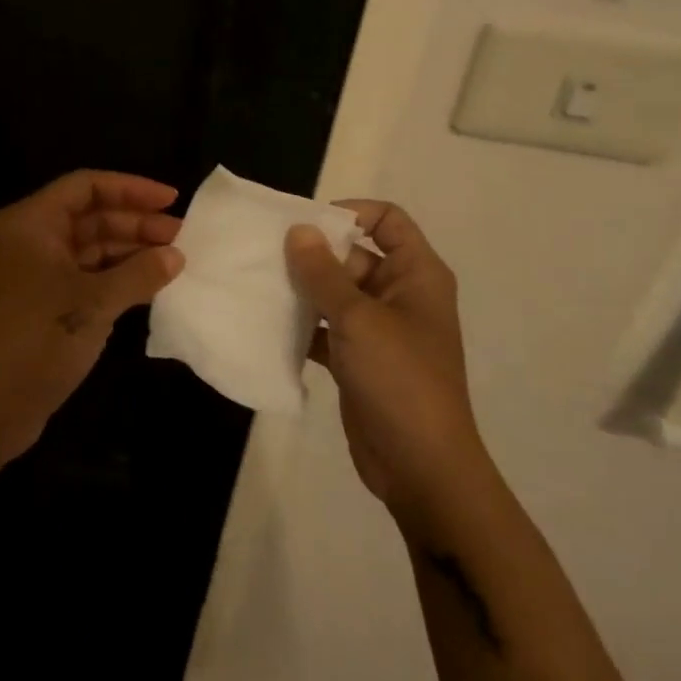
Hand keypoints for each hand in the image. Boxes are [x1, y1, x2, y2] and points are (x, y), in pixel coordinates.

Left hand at [0, 170, 184, 470]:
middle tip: (184, 236)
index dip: (131, 188)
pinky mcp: (47, 304)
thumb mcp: (94, 302)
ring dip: (131, 251)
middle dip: (137, 223)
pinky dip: (119, 277)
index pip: (87, 186)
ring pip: (93, 248)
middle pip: (92, 216)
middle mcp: (34, 240)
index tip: (172, 199)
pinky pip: (89, 277)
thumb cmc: (37, 338)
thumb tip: (176, 255)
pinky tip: (152, 285)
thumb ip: (139, 273)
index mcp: (34, 222)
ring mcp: (39, 273)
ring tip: (176, 261)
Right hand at [285, 202, 479, 522]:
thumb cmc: (399, 380)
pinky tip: (268, 325)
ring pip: (336, 293)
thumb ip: (323, 272)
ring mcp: (379, 329)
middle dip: (313, 254)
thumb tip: (297, 229)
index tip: (305, 224)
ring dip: (303, 290)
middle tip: (265, 256)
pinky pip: (326, 328)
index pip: (387, 219)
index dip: (349, 212)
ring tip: (258, 286)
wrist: (421, 468)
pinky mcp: (359, 359)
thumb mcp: (358, 319)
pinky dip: (303, 325)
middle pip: (354, 254)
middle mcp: (400, 294)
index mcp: (416, 274)